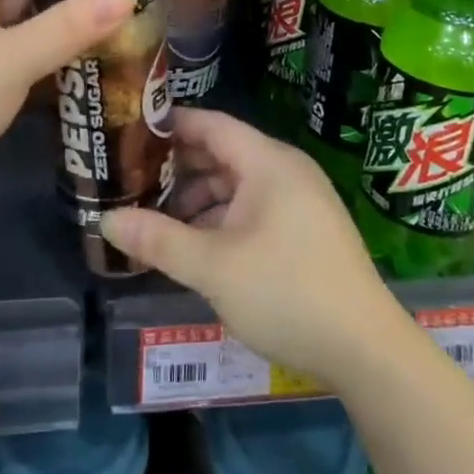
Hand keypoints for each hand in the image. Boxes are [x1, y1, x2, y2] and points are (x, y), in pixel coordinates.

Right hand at [101, 109, 406, 383]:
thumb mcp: (213, 267)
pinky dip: (222, 219)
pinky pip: (254, 208)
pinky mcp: (307, 229)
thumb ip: (159, 239)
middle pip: (222, 153)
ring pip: (237, 185)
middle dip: (178, 168)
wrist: (367, 350)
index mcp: (267, 162)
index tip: (130, 132)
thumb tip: (106, 221)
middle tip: (132, 180)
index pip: (210, 124)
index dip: (170, 125)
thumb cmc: (287, 292)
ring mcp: (300, 200)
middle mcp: (285, 170)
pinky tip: (196, 246)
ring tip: (156, 220)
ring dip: (198, 199)